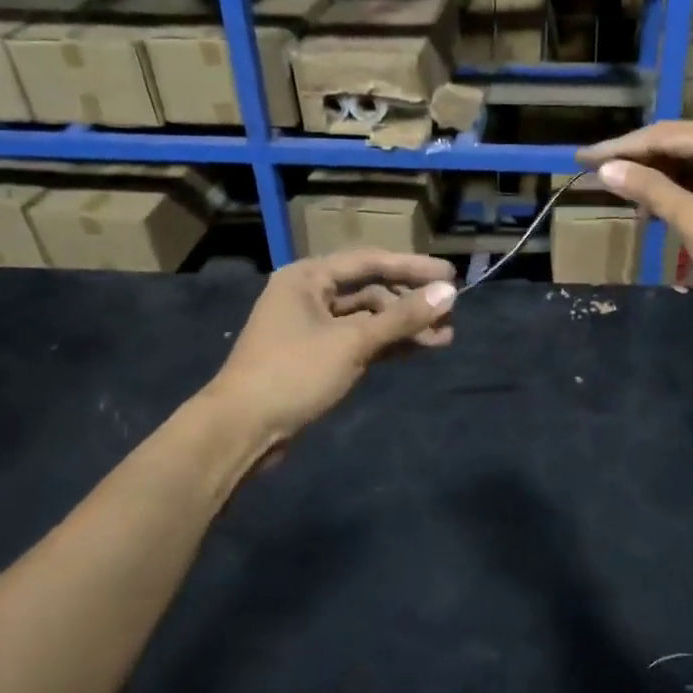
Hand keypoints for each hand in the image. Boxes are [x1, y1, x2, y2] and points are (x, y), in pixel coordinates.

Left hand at [208, 249, 457, 444]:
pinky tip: (420, 350)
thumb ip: (403, 317)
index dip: (413, 267)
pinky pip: (360, 341)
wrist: (241, 430)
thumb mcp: (353, 342)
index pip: (370, 261)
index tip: (450, 274)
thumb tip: (449, 292)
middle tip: (451, 312)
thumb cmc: (293, 373)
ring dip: (403, 327)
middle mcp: (310, 295)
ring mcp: (313, 328)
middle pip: (371, 290)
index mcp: (308, 277)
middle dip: (411, 303)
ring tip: (445, 337)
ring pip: (368, 319)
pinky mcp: (317, 357)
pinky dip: (387, 345)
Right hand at [579, 120, 692, 328]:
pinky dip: (679, 196)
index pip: (664, 135)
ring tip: (620, 196)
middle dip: (637, 164)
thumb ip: (650, 190)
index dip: (619, 149)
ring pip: (691, 167)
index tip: (581, 159)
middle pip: (677, 146)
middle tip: (595, 176)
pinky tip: (655, 210)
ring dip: (657, 182)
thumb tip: (606, 170)